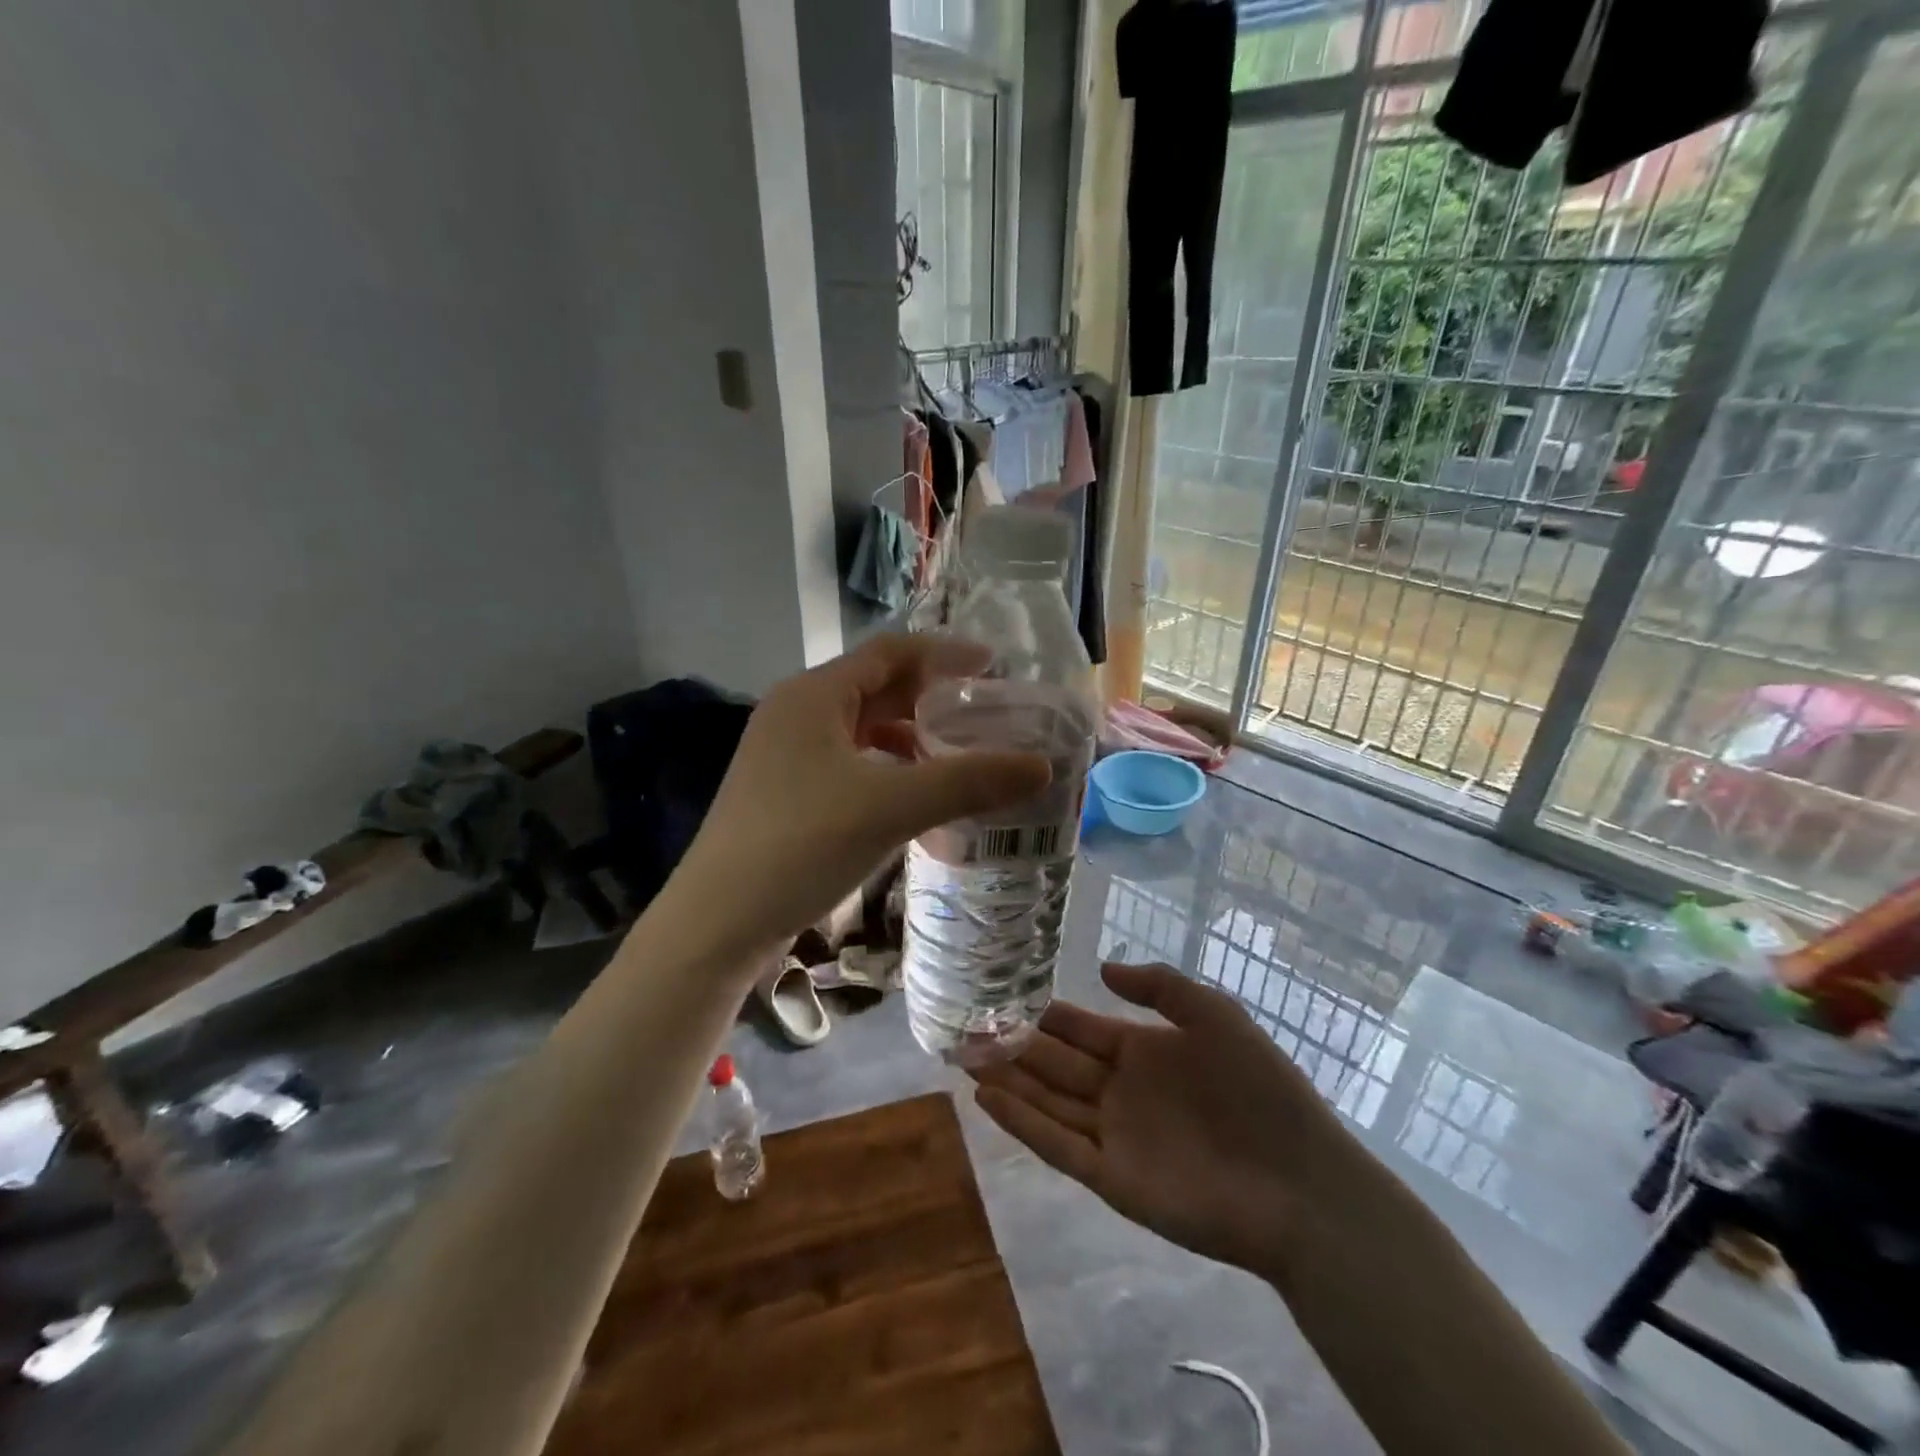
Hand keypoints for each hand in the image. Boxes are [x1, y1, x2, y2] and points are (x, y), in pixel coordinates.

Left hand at [664, 635, 1050, 968]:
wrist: (717, 923)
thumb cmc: (801, 845)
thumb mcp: (892, 806)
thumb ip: (968, 781)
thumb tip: (1042, 765)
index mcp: (814, 695)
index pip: (890, 653)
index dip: (945, 654)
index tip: (995, 666)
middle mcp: (795, 713)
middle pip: (876, 688)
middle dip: (932, 697)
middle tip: (986, 714)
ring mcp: (785, 755)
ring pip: (862, 729)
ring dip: (910, 735)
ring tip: (958, 754)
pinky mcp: (784, 793)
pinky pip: (849, 763)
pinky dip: (887, 767)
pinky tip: (913, 794)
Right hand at [970, 962, 1361, 1283]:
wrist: (1301, 1183)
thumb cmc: (1261, 1089)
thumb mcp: (1214, 1015)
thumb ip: (1159, 986)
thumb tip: (1103, 968)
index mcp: (1143, 1051)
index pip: (1080, 1028)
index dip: (1043, 1014)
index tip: (1002, 995)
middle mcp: (1120, 1090)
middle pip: (1054, 1063)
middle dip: (1011, 1045)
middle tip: (966, 1027)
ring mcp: (1114, 1135)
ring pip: (1047, 1101)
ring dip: (1006, 1081)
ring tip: (963, 1058)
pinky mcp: (1112, 1178)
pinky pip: (1057, 1145)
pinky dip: (1021, 1123)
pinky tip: (988, 1100)